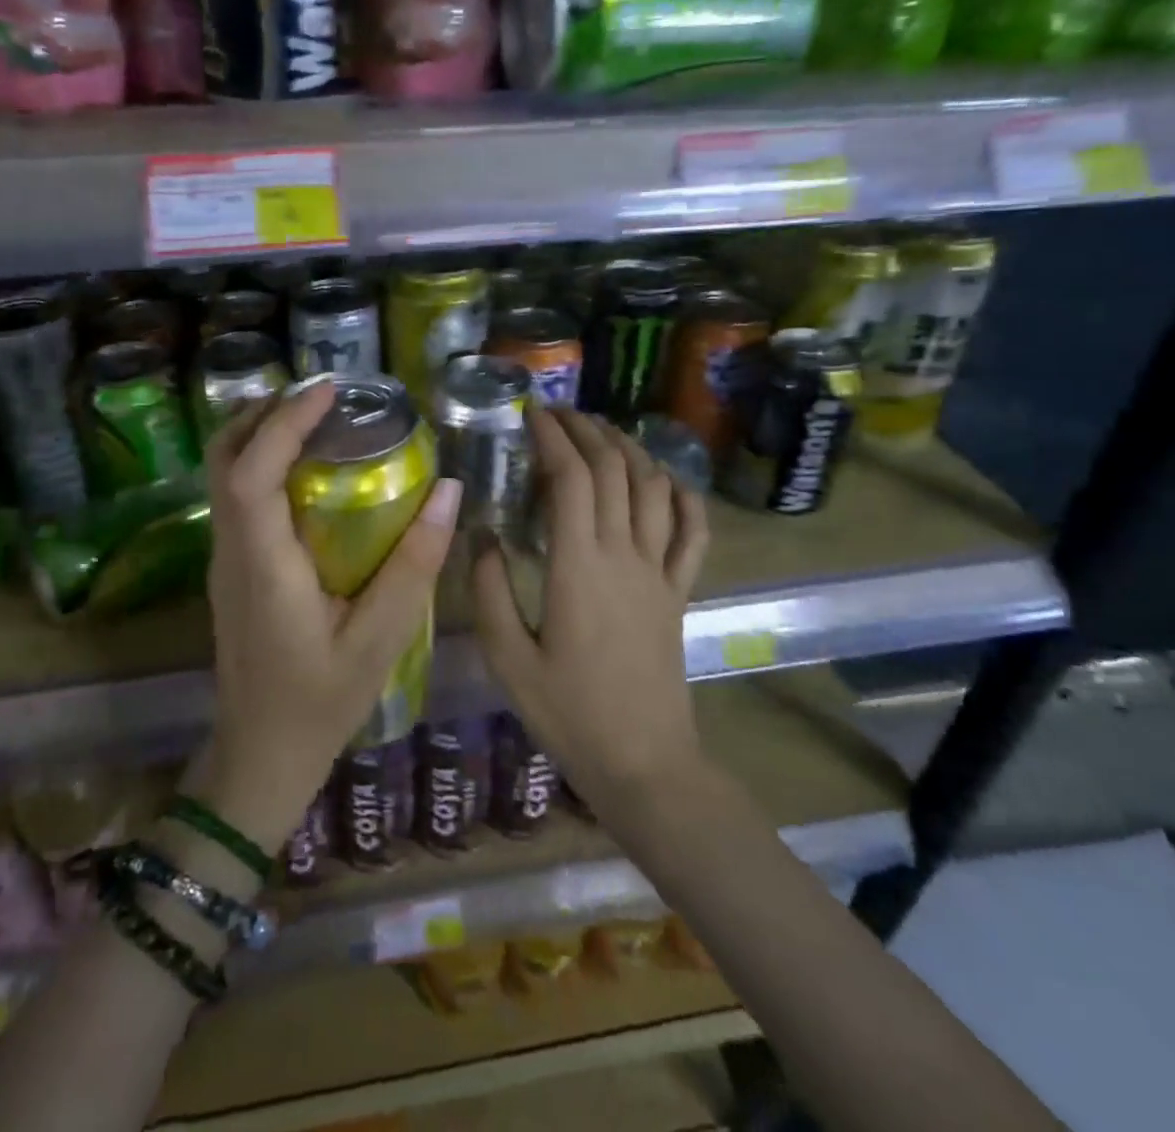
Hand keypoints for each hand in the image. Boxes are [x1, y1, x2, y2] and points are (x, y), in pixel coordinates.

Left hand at [189, 381, 463, 854]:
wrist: (259, 755)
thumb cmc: (320, 702)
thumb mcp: (379, 640)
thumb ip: (413, 565)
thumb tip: (448, 491)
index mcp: (263, 565)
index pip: (251, 472)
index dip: (284, 422)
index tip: (328, 390)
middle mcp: (232, 552)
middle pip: (223, 459)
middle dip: (264, 413)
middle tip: (322, 394)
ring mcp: (225, 560)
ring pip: (224, 475)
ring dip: (261, 433)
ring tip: (319, 417)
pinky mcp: (232, 569)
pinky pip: (238, 498)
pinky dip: (264, 462)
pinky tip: (310, 469)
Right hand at [473, 409, 708, 804]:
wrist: (643, 762)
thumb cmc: (568, 713)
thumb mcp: (508, 657)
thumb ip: (489, 590)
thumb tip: (481, 534)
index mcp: (579, 566)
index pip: (571, 477)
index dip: (552, 436)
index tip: (531, 414)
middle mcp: (624, 555)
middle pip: (613, 469)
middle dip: (586, 430)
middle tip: (559, 413)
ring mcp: (659, 571)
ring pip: (654, 488)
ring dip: (629, 449)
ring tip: (602, 432)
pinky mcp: (679, 592)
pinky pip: (693, 532)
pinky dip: (684, 496)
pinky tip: (667, 479)